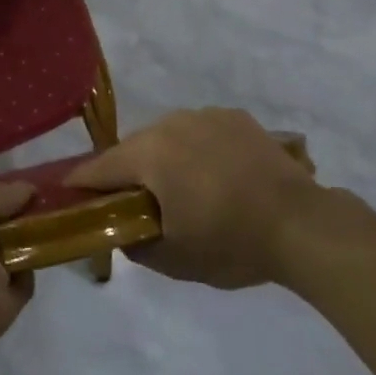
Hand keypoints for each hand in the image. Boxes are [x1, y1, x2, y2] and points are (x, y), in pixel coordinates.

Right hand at [67, 108, 321, 289]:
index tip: (71, 197)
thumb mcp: (176, 259)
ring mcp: (203, 115)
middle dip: (128, 174)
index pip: (99, 168)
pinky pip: (200, 131)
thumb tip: (120, 231)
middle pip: (133, 149)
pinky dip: (198, 150)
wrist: (304, 224)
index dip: (82, 185)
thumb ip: (136, 244)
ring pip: (167, 137)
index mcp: (148, 153)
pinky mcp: (234, 116)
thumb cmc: (232, 242)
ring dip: (165, 159)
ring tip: (185, 190)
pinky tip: (219, 176)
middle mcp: (169, 123)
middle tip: (138, 205)